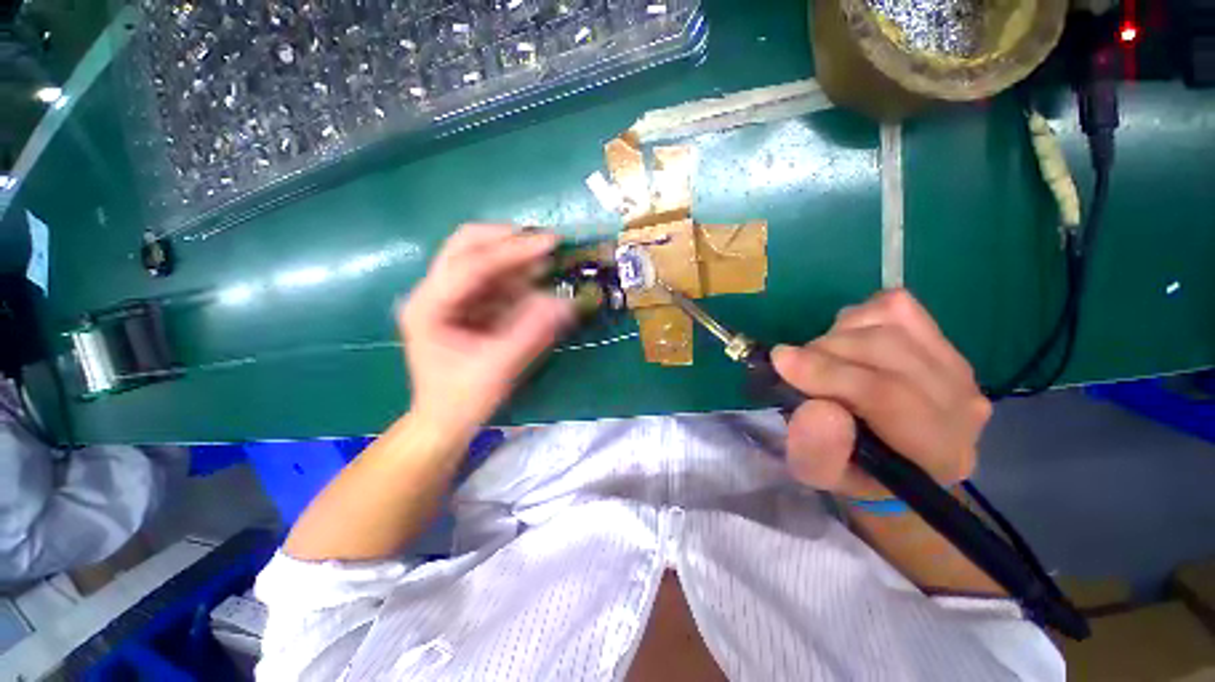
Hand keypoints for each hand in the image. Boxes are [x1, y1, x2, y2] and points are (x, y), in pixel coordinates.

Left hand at [399, 224, 573, 436]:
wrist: (444, 419)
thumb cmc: (464, 398)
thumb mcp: (500, 367)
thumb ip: (532, 332)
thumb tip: (565, 302)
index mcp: (429, 306)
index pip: (471, 264)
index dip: (513, 251)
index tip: (550, 243)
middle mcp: (432, 292)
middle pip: (466, 245)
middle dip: (508, 240)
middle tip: (545, 243)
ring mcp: (447, 295)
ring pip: (480, 257)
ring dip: (515, 257)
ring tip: (547, 262)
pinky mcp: (463, 303)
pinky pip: (490, 278)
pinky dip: (515, 275)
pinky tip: (536, 280)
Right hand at [772, 289, 990, 498]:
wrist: (886, 453)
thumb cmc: (849, 467)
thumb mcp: (819, 473)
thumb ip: (817, 451)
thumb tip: (818, 407)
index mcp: (938, 452)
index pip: (890, 397)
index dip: (830, 374)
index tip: (781, 361)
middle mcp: (962, 404)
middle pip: (887, 350)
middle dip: (825, 352)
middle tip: (794, 367)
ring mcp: (956, 364)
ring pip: (889, 323)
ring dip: (838, 336)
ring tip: (822, 360)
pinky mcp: (942, 337)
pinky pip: (894, 306)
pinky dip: (858, 317)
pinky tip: (848, 342)